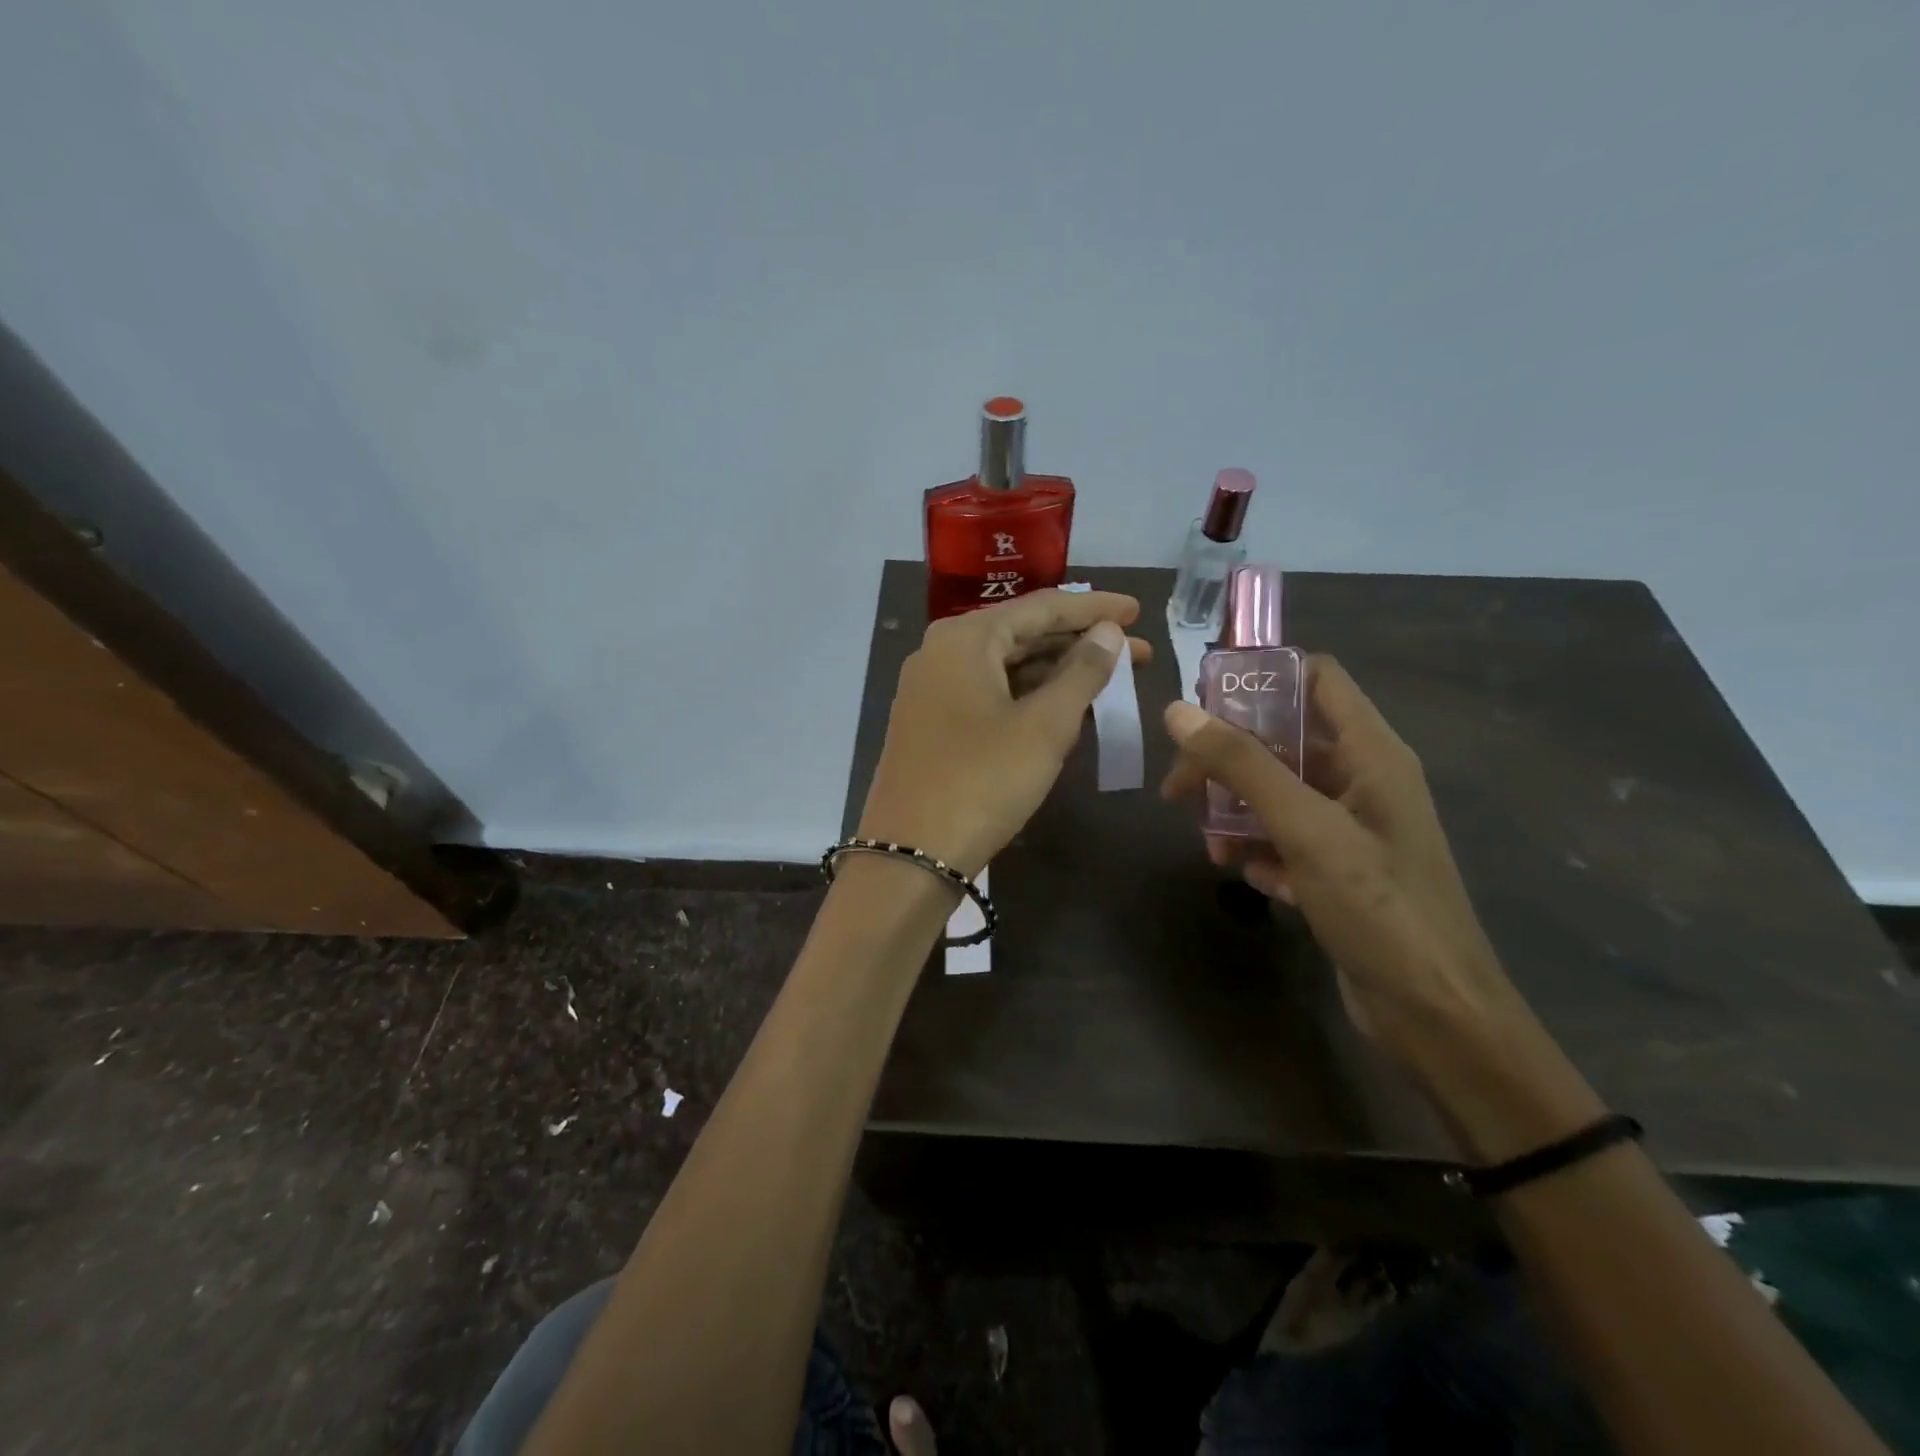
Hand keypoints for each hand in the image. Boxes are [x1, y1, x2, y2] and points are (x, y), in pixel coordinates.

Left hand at [859, 590, 1150, 876]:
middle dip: (1081, 642)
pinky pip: (990, 694)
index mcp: (965, 638)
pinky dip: (1029, 696)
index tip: (1137, 611)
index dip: (1094, 608)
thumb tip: (1108, 632)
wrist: (911, 853)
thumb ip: (1082, 672)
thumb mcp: (1044, 726)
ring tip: (1111, 678)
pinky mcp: (932, 723)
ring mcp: (932, 689)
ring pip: (1006, 667)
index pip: (1041, 607)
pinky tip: (1065, 706)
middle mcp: (942, 652)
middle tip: (1137, 652)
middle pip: (1022, 634)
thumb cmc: (982, 781)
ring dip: (1057, 672)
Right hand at [1160, 657, 1522, 1073]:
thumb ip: (1243, 766)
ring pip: (1277, 792)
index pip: (1316, 678)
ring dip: (1237, 812)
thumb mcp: (1306, 829)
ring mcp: (1352, 826)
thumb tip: (1179, 712)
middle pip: (1283, 739)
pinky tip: (1255, 880)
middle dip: (1229, 760)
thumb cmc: (1380, 908)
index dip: (1261, 677)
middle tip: (1180, 789)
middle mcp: (1363, 779)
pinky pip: (1286, 838)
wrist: (1435, 1015)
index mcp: (1372, 752)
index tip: (1201, 702)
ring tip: (1214, 849)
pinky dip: (1262, 851)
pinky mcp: (1340, 868)